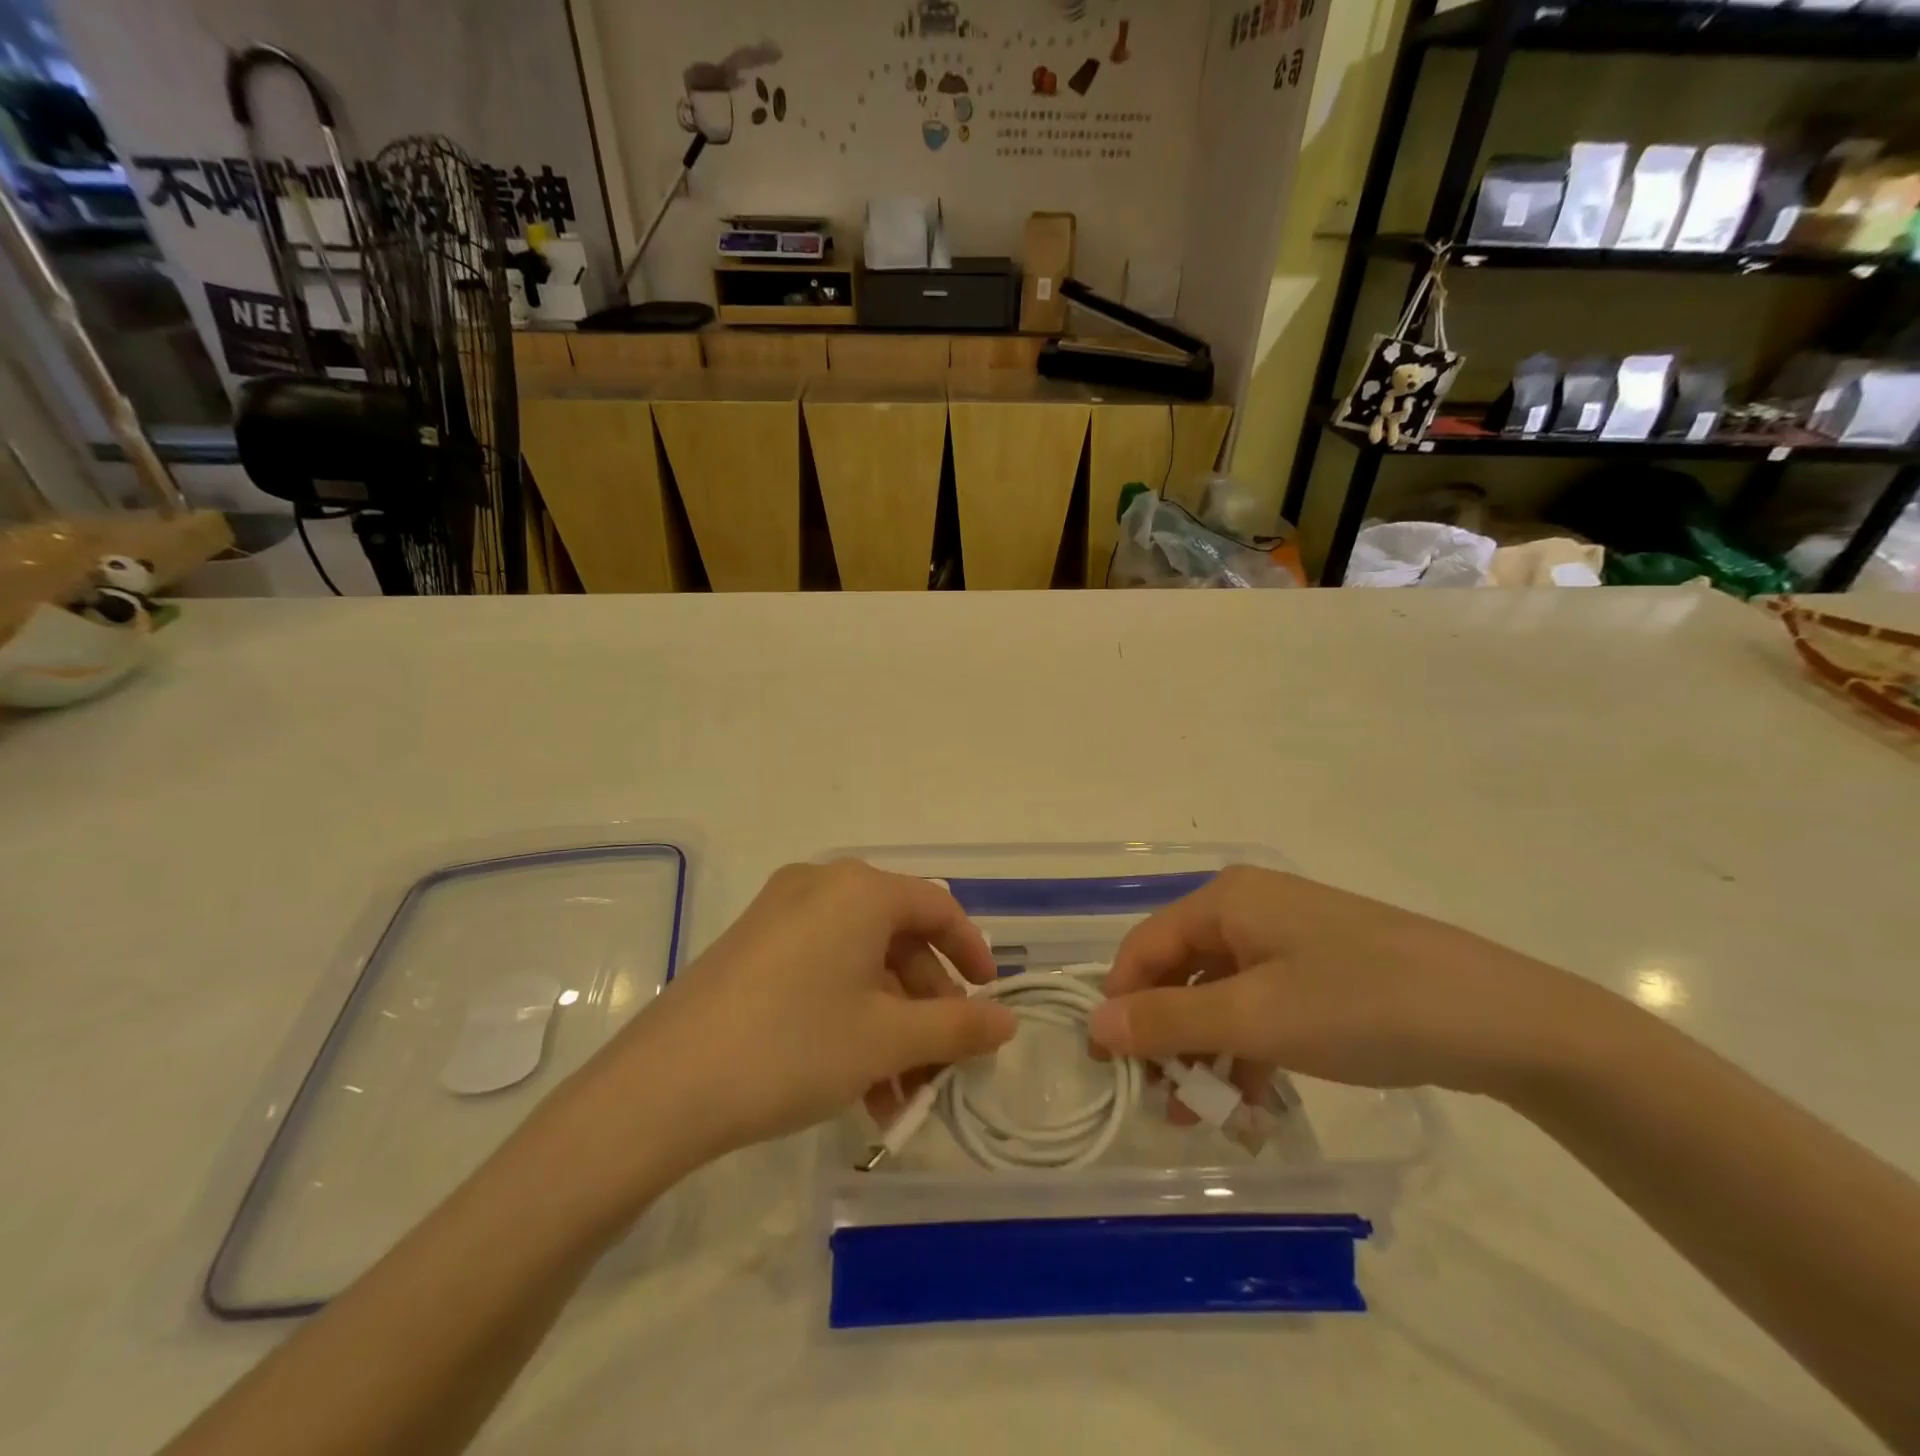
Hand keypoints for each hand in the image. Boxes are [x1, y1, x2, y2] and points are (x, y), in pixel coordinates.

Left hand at [575, 861, 1016, 1172]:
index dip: (971, 953)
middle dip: (926, 1008)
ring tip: (898, 1099)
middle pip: (897, 940)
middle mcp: (821, 887)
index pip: (938, 907)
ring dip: (889, 1027)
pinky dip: (849, 1020)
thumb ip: (956, 1026)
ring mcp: (779, 916)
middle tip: (940, 1067)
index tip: (989, 1000)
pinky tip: (857, 1087)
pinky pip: (821, 973)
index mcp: (860, 889)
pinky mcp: (750, 949)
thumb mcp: (886, 1040)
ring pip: (859, 965)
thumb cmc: (794, 1046)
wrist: (663, 1087)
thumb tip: (1007, 1022)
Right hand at [1088, 866, 1586, 1099]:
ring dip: (1206, 1050)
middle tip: (1164, 1102)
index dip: (1121, 1004)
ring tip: (1204, 1114)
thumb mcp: (1254, 1018)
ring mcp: (1290, 937)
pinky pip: (1262, 1003)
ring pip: (1221, 993)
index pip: (1144, 947)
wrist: (1502, 1019)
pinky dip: (1247, 1046)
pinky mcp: (1322, 968)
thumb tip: (1093, 1026)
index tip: (1110, 1069)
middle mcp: (1250, 907)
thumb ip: (1167, 1021)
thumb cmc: (1360, 1005)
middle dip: (1167, 1036)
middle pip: (1181, 970)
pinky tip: (1251, 1096)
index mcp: (1225, 900)